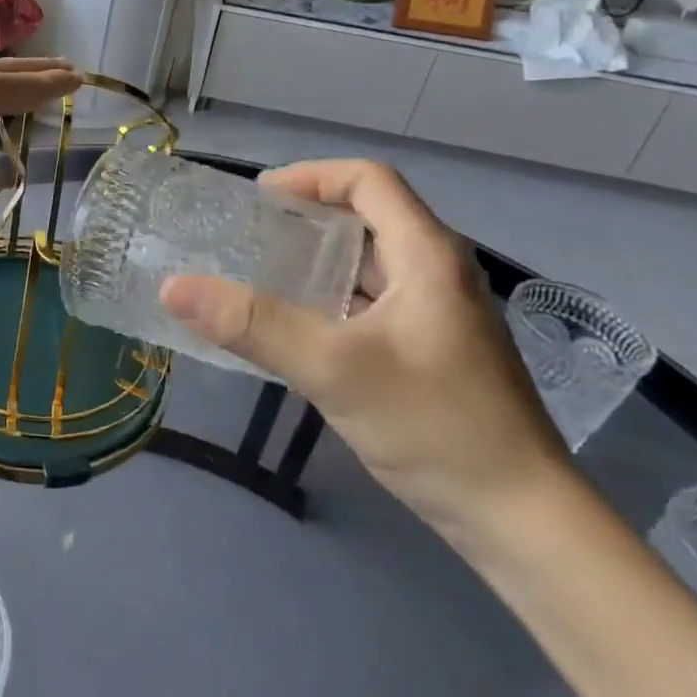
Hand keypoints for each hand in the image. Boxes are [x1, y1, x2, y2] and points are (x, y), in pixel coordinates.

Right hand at [159, 160, 572, 551]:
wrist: (522, 520)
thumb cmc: (436, 426)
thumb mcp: (334, 369)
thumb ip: (253, 324)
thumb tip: (173, 287)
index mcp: (428, 255)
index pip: (369, 181)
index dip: (310, 177)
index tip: (257, 201)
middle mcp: (438, 272)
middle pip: (367, 217)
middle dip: (305, 217)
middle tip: (247, 236)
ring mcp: (439, 313)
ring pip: (368, 263)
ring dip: (316, 259)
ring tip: (259, 274)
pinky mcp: (433, 349)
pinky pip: (371, 301)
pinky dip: (330, 298)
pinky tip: (296, 327)